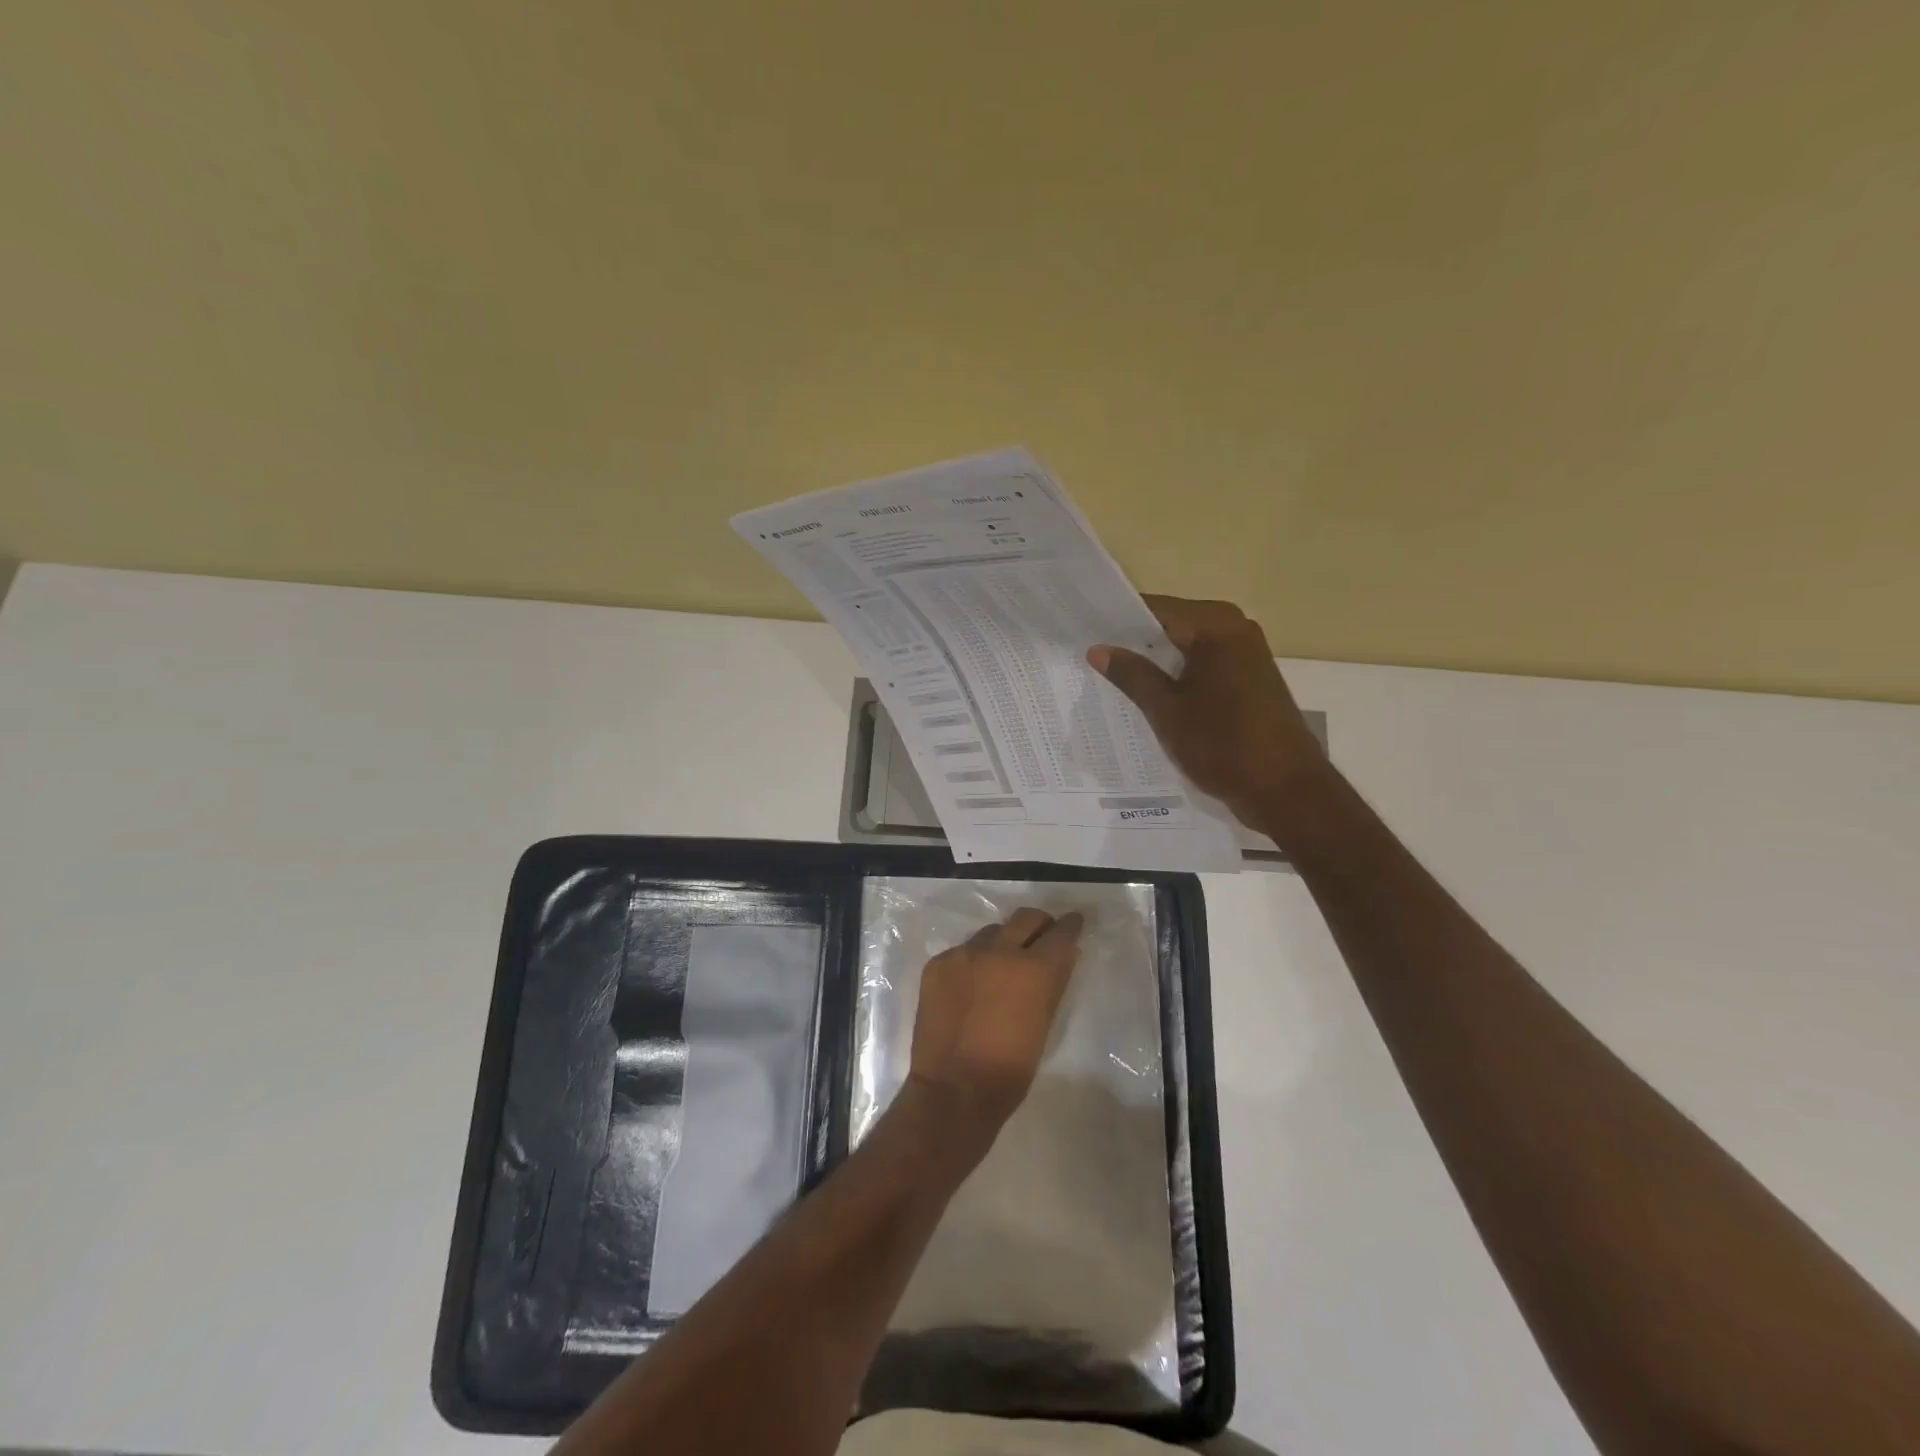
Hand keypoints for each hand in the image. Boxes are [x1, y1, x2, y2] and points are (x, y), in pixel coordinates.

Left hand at [908, 908, 1082, 1132]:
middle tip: (1041, 937)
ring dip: (1002, 942)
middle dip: (1038, 924)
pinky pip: (962, 951)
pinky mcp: (937, 964)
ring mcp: (963, 954)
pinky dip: (972, 962)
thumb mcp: (1045, 1024)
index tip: (1073, 922)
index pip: (1060, 932)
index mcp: (1033, 969)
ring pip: (991, 932)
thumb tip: (1062, 955)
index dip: (1070, 925)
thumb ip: (1054, 983)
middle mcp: (998, 951)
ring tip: (1001, 966)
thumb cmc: (1011, 1069)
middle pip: (1025, 918)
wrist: (953, 1090)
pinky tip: (971, 986)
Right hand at [1088, 594, 1328, 830]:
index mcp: (1215, 625)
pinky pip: (1203, 667)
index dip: (1117, 619)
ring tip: (1109, 676)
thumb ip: (1132, 675)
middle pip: (1171, 626)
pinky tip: (1148, 696)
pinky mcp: (1250, 680)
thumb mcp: (1166, 710)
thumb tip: (1098, 649)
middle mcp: (1235, 629)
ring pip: (1186, 649)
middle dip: (1133, 642)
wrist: (1286, 790)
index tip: (1082, 628)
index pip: (1154, 608)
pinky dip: (1177, 678)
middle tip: (1088, 655)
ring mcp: (1246, 655)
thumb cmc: (1223, 744)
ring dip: (1154, 663)